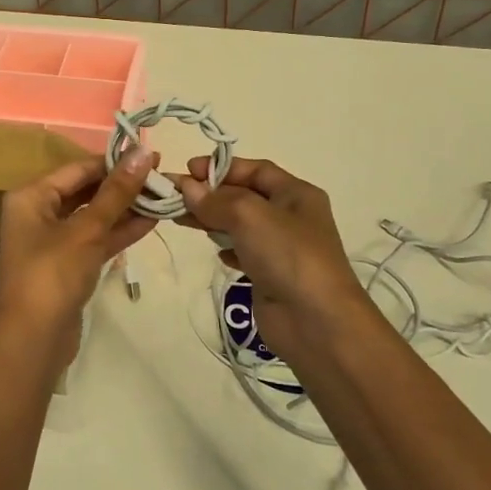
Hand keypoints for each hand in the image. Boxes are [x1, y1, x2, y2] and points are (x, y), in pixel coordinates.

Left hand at [0, 149, 158, 372]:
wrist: (33, 340)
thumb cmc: (53, 274)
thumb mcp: (87, 229)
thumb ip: (116, 192)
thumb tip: (142, 152)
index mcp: (31, 196)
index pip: (78, 168)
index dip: (114, 161)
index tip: (151, 155)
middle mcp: (38, 213)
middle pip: (85, 190)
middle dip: (122, 186)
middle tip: (161, 176)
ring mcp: (53, 241)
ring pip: (93, 216)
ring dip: (125, 208)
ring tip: (163, 197)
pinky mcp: (68, 265)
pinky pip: (96, 239)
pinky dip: (119, 232)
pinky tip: (150, 222)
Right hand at [176, 156, 377, 361]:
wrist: (316, 323)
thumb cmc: (288, 256)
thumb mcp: (250, 216)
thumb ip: (216, 200)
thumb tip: (186, 188)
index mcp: (296, 193)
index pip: (255, 170)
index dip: (221, 167)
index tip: (187, 171)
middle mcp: (291, 216)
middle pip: (244, 195)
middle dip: (210, 194)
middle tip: (175, 196)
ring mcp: (281, 247)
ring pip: (240, 224)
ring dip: (212, 219)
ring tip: (180, 219)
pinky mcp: (270, 275)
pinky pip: (243, 252)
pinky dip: (226, 247)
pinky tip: (216, 252)